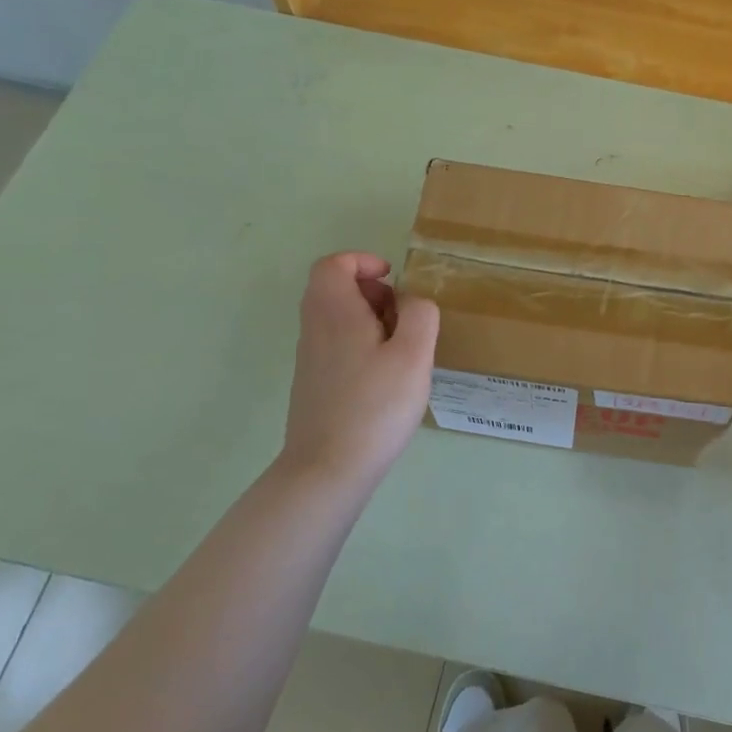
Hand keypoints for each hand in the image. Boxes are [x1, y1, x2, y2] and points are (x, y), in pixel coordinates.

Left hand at [280, 252, 439, 489]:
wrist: (327, 469)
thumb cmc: (375, 406)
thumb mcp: (414, 355)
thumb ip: (420, 316)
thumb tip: (412, 302)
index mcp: (335, 312)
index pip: (333, 264)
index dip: (363, 262)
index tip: (393, 281)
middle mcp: (315, 329)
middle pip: (333, 288)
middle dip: (371, 291)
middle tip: (402, 314)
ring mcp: (311, 358)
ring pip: (335, 317)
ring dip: (369, 319)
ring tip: (401, 347)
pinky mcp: (314, 383)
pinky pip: (336, 343)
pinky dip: (362, 343)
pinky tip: (386, 376)